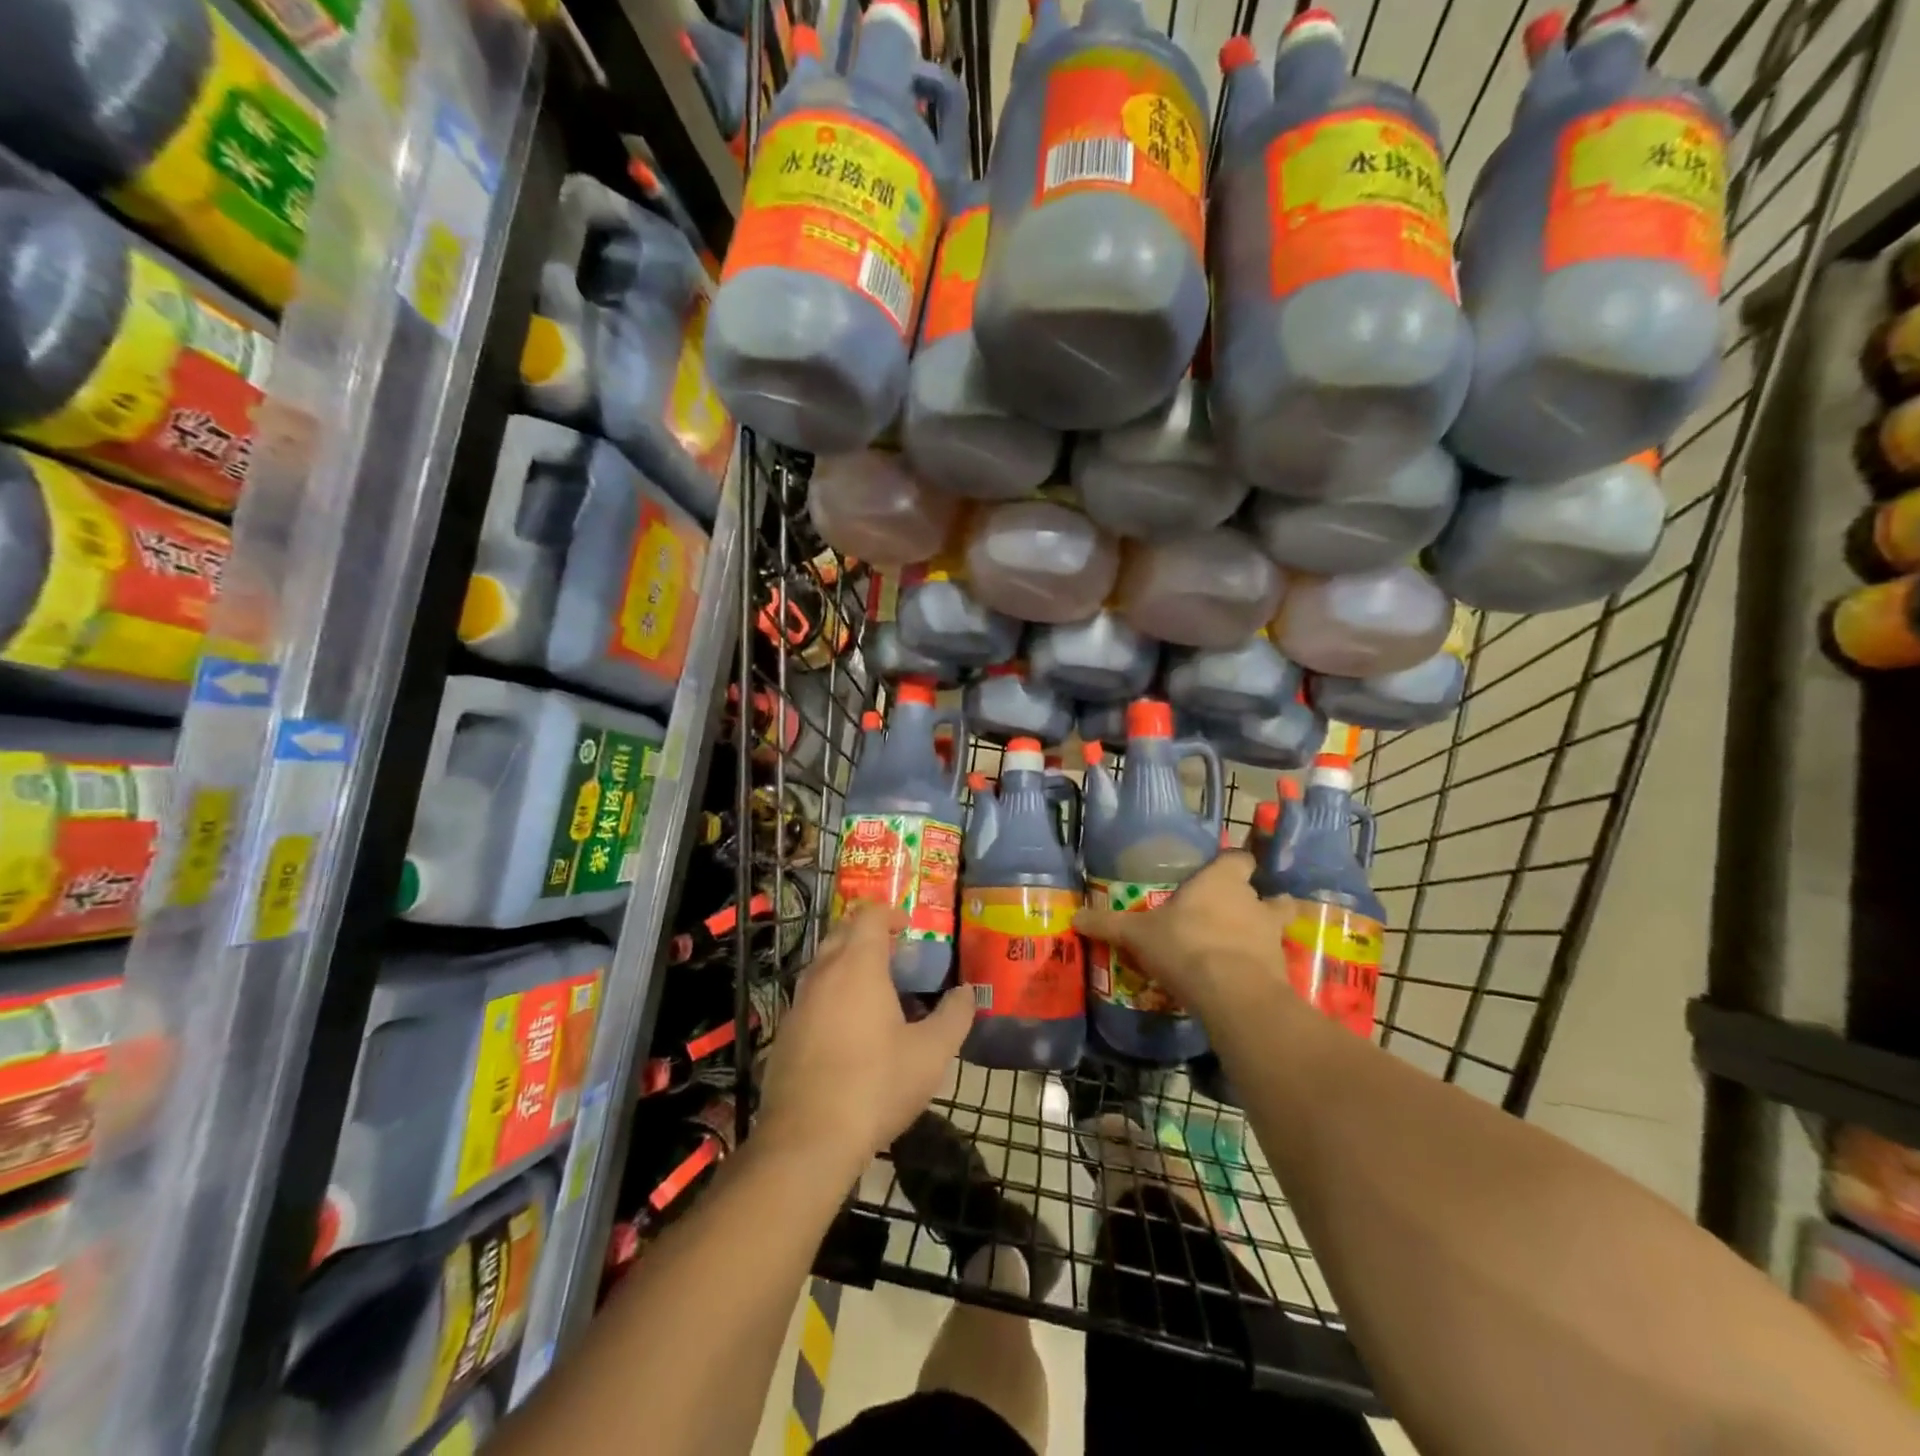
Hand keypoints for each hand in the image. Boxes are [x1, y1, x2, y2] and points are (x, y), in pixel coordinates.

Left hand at [757, 903, 973, 1177]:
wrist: (808, 1139)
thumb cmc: (876, 1085)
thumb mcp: (931, 1053)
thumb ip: (954, 1016)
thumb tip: (966, 993)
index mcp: (858, 966)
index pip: (868, 915)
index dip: (890, 913)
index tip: (909, 928)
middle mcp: (823, 974)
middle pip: (841, 933)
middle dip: (868, 936)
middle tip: (897, 959)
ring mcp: (798, 1003)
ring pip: (823, 966)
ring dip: (848, 967)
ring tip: (877, 996)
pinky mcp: (784, 1033)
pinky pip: (811, 998)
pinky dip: (832, 998)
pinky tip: (850, 1033)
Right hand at [1074, 852, 1296, 1017]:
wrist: (1232, 993)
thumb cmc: (1184, 945)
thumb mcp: (1137, 935)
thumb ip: (1109, 924)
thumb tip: (1074, 917)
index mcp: (1222, 881)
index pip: (1238, 858)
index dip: (1231, 864)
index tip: (1220, 874)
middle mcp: (1253, 901)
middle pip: (1266, 893)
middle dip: (1254, 902)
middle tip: (1231, 915)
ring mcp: (1272, 935)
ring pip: (1276, 926)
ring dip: (1263, 934)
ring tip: (1242, 948)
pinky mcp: (1282, 969)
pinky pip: (1273, 961)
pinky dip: (1262, 967)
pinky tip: (1243, 979)